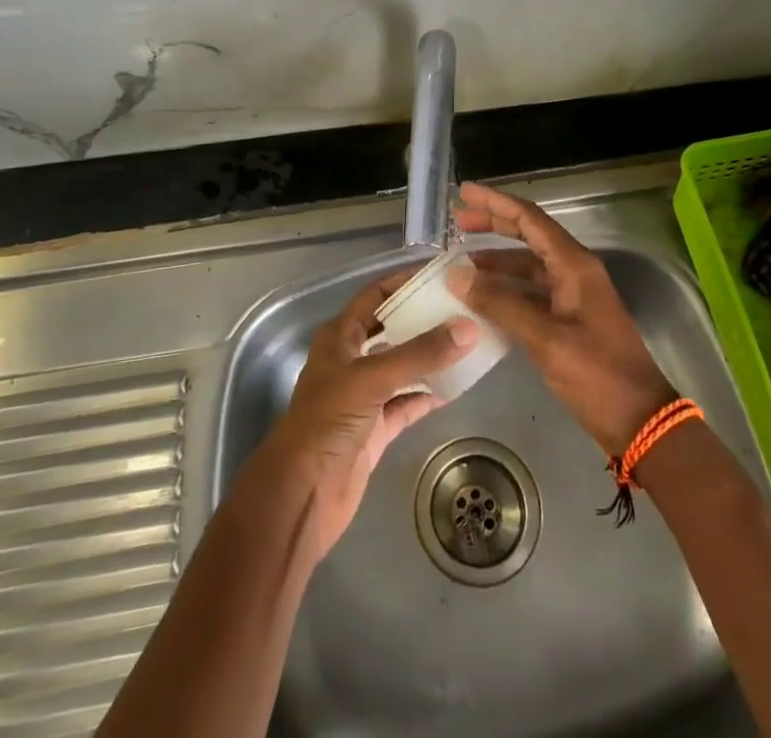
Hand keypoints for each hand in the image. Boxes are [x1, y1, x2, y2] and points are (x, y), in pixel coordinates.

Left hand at [257, 271, 478, 564]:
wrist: (302, 494)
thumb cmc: (327, 422)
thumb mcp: (372, 379)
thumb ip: (420, 354)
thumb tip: (468, 328)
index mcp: (340, 337)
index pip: (375, 297)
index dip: (403, 283)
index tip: (441, 276)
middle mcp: (351, 361)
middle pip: (392, 330)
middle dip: (423, 320)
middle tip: (464, 309)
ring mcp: (364, 397)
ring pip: (402, 368)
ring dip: (430, 358)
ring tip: (468, 343)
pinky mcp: (376, 430)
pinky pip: (407, 404)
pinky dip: (428, 396)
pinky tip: (456, 388)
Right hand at [446, 181, 675, 454]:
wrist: (640, 421)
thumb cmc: (598, 375)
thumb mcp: (546, 339)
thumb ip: (501, 304)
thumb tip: (457, 275)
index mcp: (574, 265)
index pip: (529, 219)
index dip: (495, 203)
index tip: (463, 193)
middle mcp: (574, 271)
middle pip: (528, 235)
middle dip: (493, 225)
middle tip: (457, 221)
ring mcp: (573, 296)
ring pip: (528, 265)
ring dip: (496, 261)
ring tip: (461, 263)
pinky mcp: (569, 320)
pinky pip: (531, 292)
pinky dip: (506, 290)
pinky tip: (482, 300)